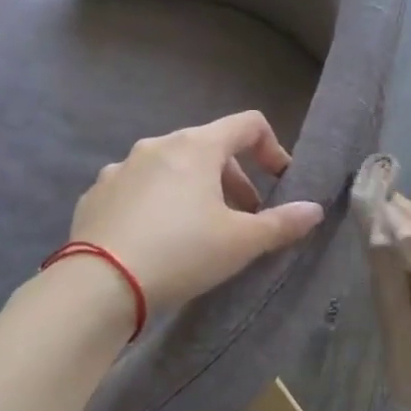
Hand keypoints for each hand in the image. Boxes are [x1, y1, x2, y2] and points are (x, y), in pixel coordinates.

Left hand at [70, 112, 324, 310]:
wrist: (99, 285)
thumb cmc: (183, 252)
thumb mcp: (242, 242)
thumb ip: (283, 223)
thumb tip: (314, 210)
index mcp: (196, 147)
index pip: (248, 125)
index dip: (272, 148)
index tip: (279, 182)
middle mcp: (157, 146)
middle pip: (210, 148)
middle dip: (235, 179)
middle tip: (244, 217)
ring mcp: (120, 168)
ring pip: (172, 169)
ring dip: (196, 190)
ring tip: (201, 231)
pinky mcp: (96, 194)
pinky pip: (139, 189)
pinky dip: (158, 203)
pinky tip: (158, 239)